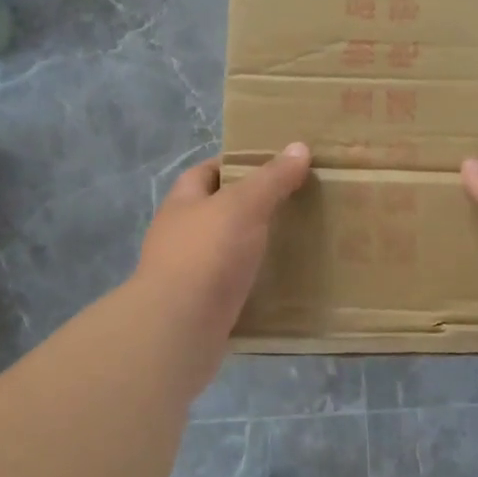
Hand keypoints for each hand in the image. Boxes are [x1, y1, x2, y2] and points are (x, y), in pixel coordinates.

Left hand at [134, 143, 311, 341]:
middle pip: (218, 211)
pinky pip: (233, 286)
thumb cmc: (206, 254)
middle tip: (294, 203)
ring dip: (254, 247)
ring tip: (295, 242)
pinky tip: (282, 283)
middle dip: (251, 207)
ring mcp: (188, 273)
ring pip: (226, 251)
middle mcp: (180, 235)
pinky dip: (254, 283)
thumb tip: (299, 147)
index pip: (207, 172)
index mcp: (183, 203)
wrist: (178, 329)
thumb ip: (271, 178)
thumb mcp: (243, 205)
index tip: (273, 166)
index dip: (236, 164)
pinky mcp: (202, 307)